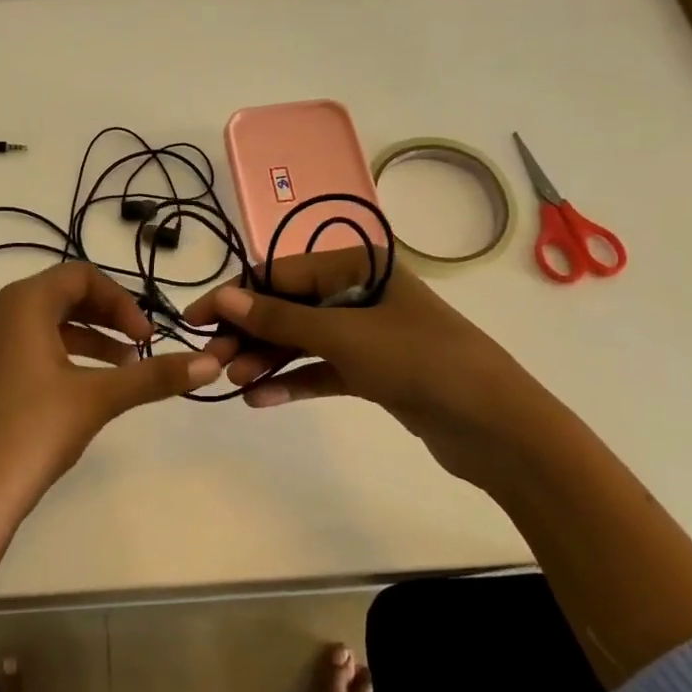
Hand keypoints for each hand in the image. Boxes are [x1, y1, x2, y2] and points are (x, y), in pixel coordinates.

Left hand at [0, 262, 220, 626]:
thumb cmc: (35, 431)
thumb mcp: (100, 398)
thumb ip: (154, 376)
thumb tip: (210, 363)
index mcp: (22, 303)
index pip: (80, 277)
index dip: (122, 301)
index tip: (148, 337)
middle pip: (63, 294)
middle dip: (107, 316)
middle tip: (140, 346)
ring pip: (46, 321)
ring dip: (89, 336)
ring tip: (124, 367)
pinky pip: (28, 344)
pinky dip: (63, 353)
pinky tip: (86, 385)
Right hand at [182, 250, 577, 492]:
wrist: (495, 427)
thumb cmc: (419, 361)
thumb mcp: (343, 335)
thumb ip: (279, 318)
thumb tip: (221, 297)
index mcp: (357, 265)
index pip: (280, 273)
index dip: (235, 296)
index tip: (196, 320)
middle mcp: (359, 292)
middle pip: (287, 308)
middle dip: (249, 334)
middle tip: (213, 361)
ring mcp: (366, 333)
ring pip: (301, 341)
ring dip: (267, 360)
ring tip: (235, 383)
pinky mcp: (371, 371)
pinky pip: (321, 370)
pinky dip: (293, 382)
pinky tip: (261, 400)